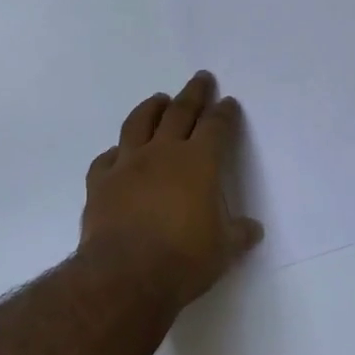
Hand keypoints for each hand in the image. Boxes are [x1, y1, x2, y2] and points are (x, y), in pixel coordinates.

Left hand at [79, 71, 263, 310]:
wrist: (125, 275)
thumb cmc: (183, 260)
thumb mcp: (223, 251)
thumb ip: (237, 234)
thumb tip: (253, 229)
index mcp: (198, 162)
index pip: (215, 127)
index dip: (224, 113)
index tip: (228, 102)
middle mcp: (162, 153)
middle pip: (179, 112)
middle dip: (193, 93)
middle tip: (200, 78)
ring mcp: (127, 164)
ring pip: (139, 123)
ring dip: (151, 108)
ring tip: (158, 99)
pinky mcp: (100, 182)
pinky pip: (106, 158)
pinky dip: (114, 153)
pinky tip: (117, 154)